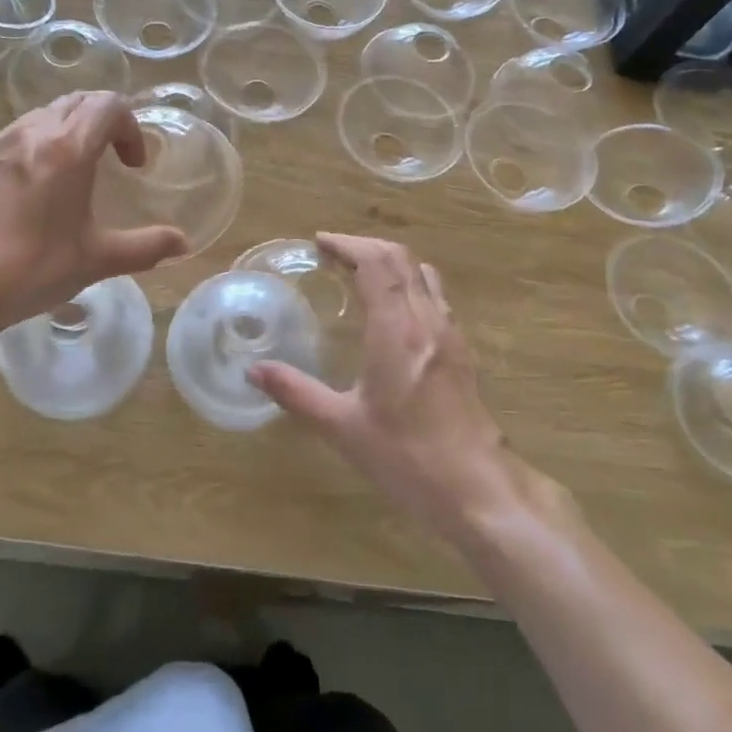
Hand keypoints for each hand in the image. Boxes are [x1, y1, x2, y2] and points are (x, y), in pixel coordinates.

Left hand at [0, 93, 186, 357]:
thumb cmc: (32, 268)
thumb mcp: (96, 260)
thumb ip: (145, 247)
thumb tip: (182, 244)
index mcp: (67, 148)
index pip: (109, 105)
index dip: (130, 127)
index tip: (133, 165)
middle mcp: (31, 133)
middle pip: (76, 101)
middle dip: (102, 121)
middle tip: (111, 158)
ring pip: (41, 115)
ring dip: (67, 131)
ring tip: (72, 173)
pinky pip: (12, 137)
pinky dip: (34, 146)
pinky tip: (30, 191)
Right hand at [248, 233, 533, 537]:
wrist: (477, 488)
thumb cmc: (406, 457)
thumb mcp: (342, 427)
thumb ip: (296, 393)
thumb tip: (254, 372)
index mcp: (395, 330)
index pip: (375, 263)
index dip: (347, 244)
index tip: (320, 242)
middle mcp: (426, 320)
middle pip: (400, 259)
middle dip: (365, 245)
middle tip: (333, 252)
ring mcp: (449, 332)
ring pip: (421, 273)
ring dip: (390, 261)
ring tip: (359, 271)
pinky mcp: (461, 350)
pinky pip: (434, 295)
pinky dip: (408, 282)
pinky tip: (393, 308)